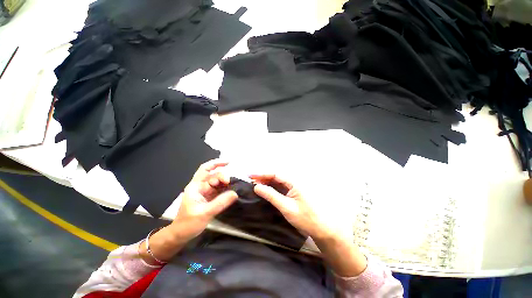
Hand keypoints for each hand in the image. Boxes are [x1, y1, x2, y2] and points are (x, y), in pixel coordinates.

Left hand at [168, 160, 237, 241]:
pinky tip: (231, 190)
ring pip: (217, 182)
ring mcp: (205, 192)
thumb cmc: (188, 224)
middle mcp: (201, 186)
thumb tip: (235, 193)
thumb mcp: (205, 213)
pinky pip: (219, 189)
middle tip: (230, 182)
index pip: (206, 170)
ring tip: (233, 185)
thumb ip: (220, 203)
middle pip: (213, 175)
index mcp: (195, 186)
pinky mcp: (210, 198)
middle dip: (223, 176)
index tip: (228, 167)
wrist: (181, 235)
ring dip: (225, 182)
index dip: (216, 164)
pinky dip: (226, 189)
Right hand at [251, 174, 366, 276]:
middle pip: (276, 176)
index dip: (262, 173)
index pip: (275, 174)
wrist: (322, 228)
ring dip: (267, 182)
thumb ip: (271, 195)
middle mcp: (294, 181)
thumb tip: (257, 187)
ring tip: (255, 184)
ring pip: (278, 181)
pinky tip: (266, 190)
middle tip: (251, 181)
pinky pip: (281, 187)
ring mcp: (295, 187)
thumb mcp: (286, 207)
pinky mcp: (294, 192)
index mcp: (294, 181)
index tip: (250, 175)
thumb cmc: (306, 218)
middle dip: (263, 177)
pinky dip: (272, 188)